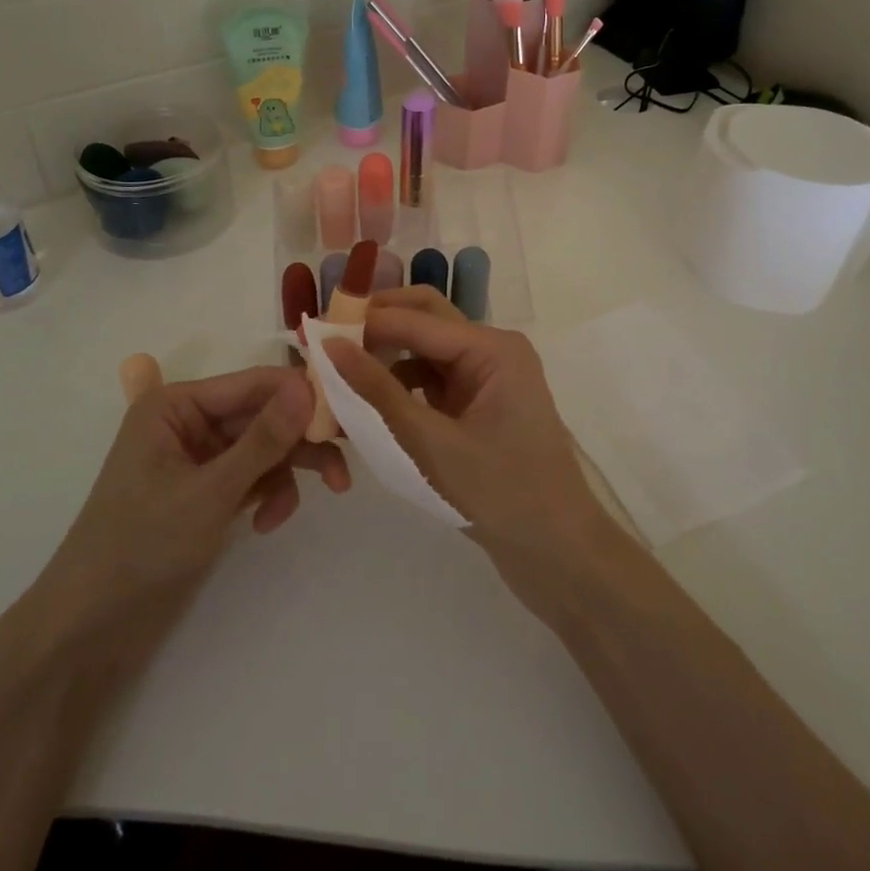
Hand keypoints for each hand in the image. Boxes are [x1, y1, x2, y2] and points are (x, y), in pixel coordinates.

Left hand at [35, 367, 347, 635]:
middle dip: (300, 443)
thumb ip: (264, 440)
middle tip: (341, 470)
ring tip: (306, 504)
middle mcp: (189, 421)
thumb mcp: (211, 491)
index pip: (254, 383)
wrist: (92, 625)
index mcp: (177, 404)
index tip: (347, 416)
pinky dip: (268, 494)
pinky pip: (253, 476)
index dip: (301, 396)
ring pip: (264, 448)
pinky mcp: (208, 488)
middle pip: (264, 416)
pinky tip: (266, 523)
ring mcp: (200, 457)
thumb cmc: (142, 546)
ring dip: (287, 474)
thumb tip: (308, 387)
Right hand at [322, 288, 613, 562]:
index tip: (311, 330)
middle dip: (375, 326)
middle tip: (324, 342)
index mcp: (492, 348)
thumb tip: (330, 346)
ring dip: (384, 356)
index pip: (416, 318)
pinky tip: (367, 403)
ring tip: (336, 374)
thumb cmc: (503, 494)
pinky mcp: (477, 406)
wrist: (558, 553)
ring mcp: (486, 378)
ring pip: (424, 350)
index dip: (363, 320)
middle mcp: (491, 351)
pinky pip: (431, 381)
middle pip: (424, 319)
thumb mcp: (432, 443)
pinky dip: (399, 386)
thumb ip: (379, 393)